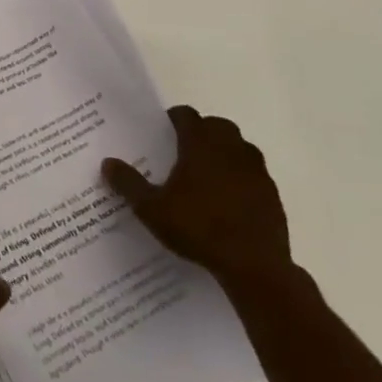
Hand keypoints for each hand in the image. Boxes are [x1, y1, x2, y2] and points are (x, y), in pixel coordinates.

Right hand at [102, 107, 292, 291]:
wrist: (255, 267)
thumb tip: (108, 163)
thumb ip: (129, 184)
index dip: (173, 119)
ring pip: (240, 147)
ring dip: (225, 152)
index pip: (186, 115)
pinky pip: (254, 174)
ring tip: (208, 174)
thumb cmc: (199, 228)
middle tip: (184, 151)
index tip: (163, 131)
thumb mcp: (152, 209)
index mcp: (201, 144)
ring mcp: (256, 171)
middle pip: (217, 125)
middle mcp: (231, 148)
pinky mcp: (273, 195)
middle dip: (202, 132)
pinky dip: (242, 177)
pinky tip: (229, 200)